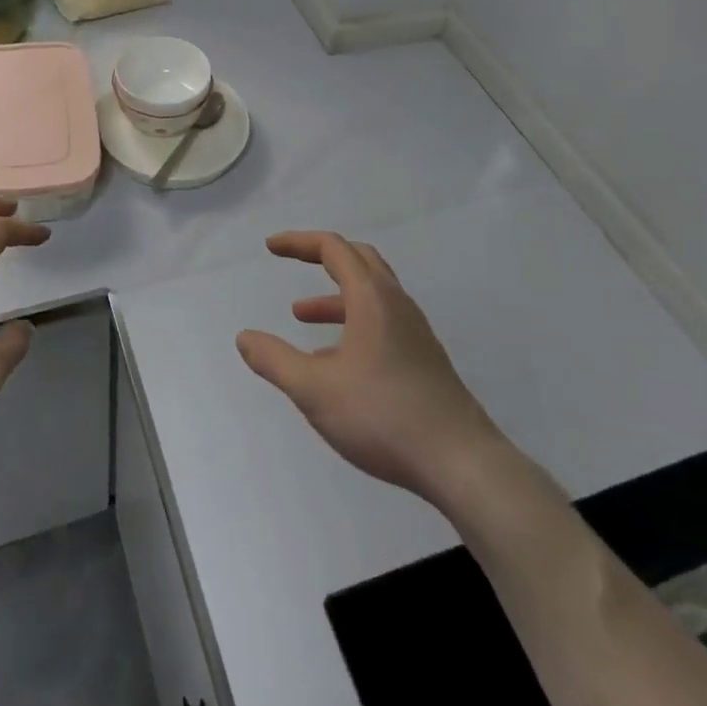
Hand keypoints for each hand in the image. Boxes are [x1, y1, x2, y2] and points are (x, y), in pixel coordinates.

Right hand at [236, 231, 502, 509]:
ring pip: (371, 294)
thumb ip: (275, 360)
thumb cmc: (383, 416)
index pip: (333, 248)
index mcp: (372, 299)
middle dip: (321, 256)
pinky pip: (382, 322)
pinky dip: (353, 322)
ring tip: (301, 317)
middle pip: (359, 260)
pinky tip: (336, 362)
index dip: (298, 242)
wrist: (462, 463)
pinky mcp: (424, 360)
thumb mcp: (315, 390)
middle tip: (292, 261)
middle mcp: (397, 305)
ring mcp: (415, 333)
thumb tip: (244, 337)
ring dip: (335, 296)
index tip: (270, 248)